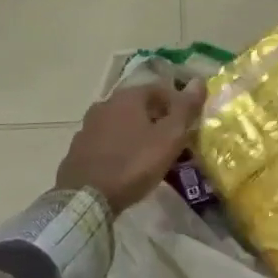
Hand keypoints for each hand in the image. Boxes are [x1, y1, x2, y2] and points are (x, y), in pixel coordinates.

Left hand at [56, 79, 206, 214]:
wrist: (87, 197)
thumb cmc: (134, 163)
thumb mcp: (169, 137)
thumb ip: (185, 108)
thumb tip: (200, 80)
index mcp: (128, 97)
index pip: (160, 89)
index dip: (177, 104)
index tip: (188, 124)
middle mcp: (105, 104)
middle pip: (138, 106)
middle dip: (157, 119)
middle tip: (171, 140)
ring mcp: (87, 126)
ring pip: (120, 123)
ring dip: (136, 133)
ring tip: (149, 154)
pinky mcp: (77, 149)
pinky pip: (105, 142)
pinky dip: (118, 147)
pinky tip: (125, 165)